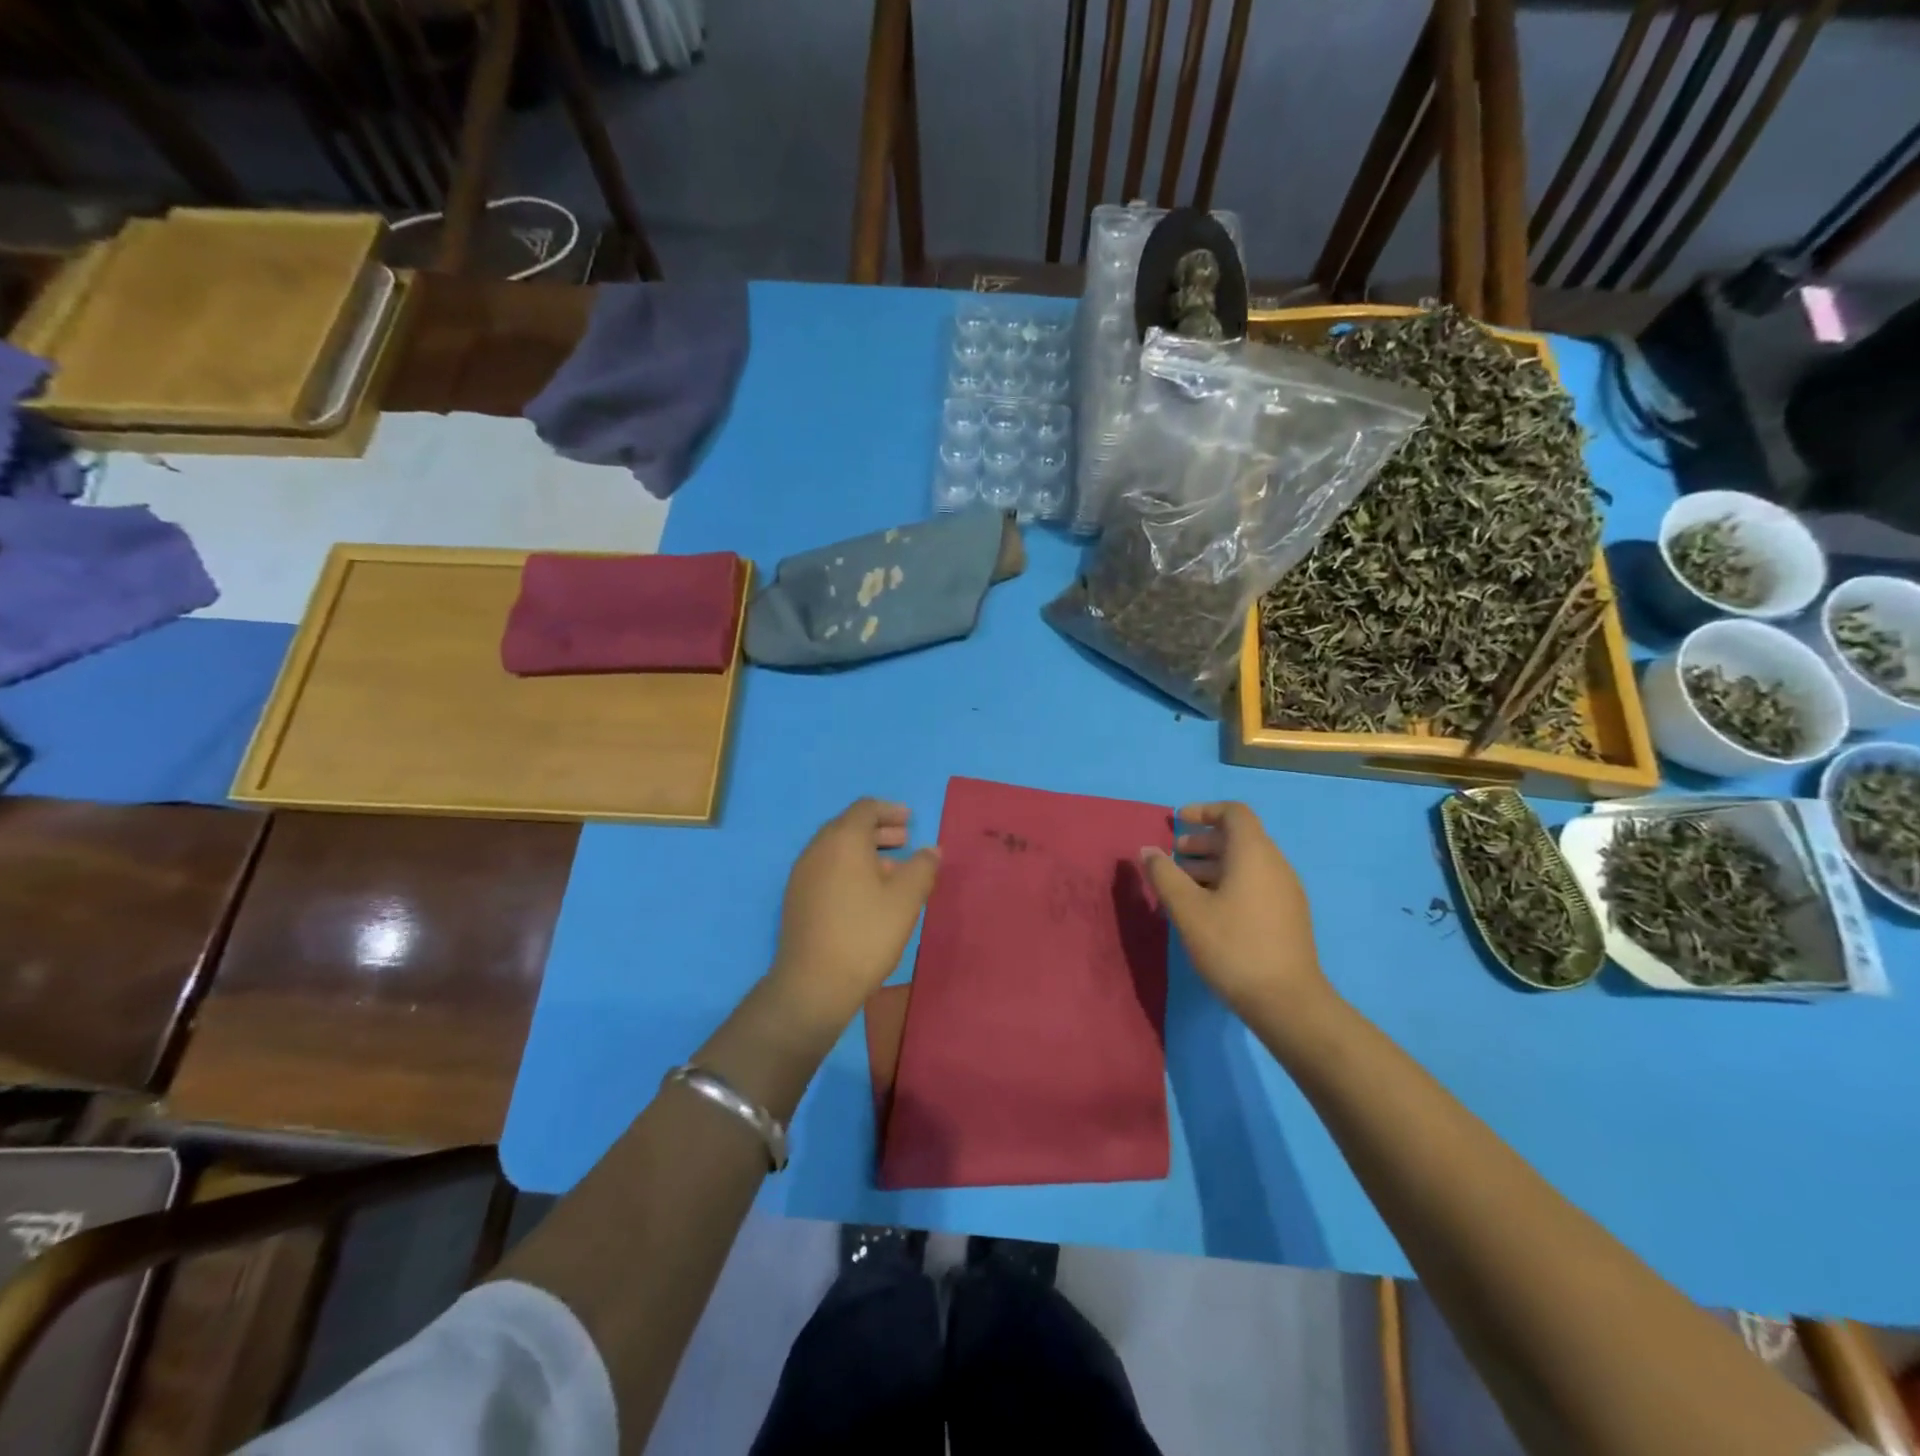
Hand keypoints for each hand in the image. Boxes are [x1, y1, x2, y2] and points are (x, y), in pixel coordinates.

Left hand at [768, 799, 940, 1027]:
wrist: (813, 984)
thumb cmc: (866, 934)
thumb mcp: (906, 899)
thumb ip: (922, 867)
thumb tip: (931, 850)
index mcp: (842, 839)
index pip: (865, 808)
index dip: (890, 810)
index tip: (910, 820)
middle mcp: (817, 849)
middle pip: (848, 826)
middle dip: (878, 830)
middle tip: (905, 840)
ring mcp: (802, 874)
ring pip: (835, 849)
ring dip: (864, 851)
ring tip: (892, 870)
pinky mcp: (796, 898)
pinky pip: (825, 868)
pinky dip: (848, 868)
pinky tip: (866, 894)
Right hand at [1140, 801, 1331, 1019]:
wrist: (1287, 1001)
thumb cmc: (1232, 946)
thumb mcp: (1187, 909)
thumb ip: (1164, 875)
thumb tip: (1148, 850)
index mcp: (1254, 854)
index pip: (1234, 813)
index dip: (1205, 811)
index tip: (1177, 822)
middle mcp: (1275, 865)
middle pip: (1239, 838)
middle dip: (1203, 842)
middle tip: (1174, 857)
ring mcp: (1286, 891)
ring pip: (1246, 863)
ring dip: (1213, 865)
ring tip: (1183, 885)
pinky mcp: (1288, 916)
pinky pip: (1255, 883)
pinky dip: (1228, 883)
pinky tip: (1207, 910)